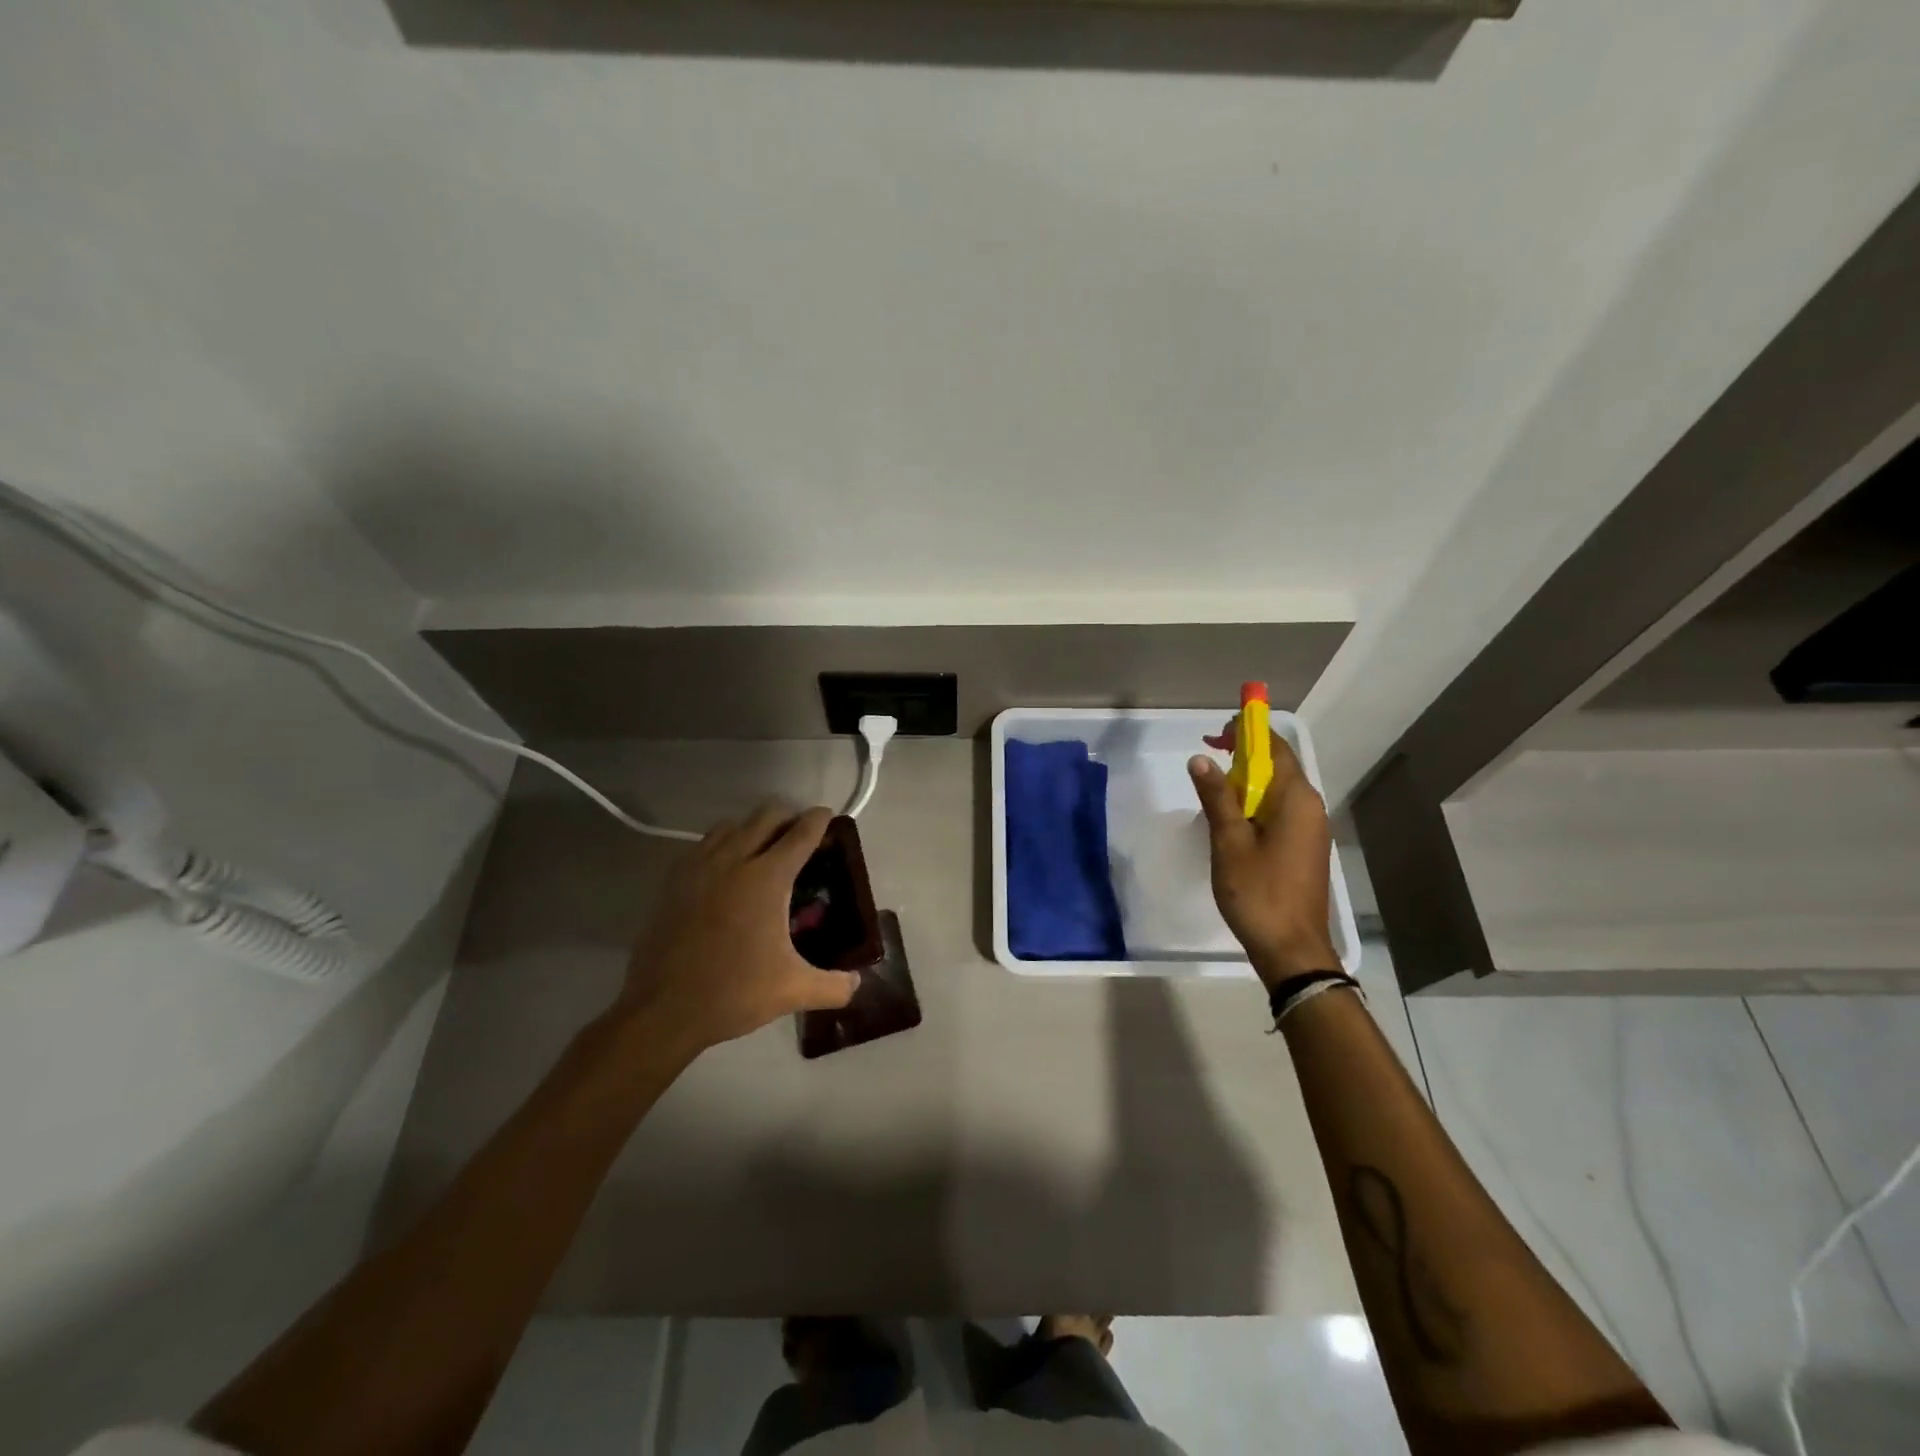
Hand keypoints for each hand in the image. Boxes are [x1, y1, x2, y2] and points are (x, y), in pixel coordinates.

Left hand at [619, 803, 859, 1057]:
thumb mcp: (794, 991)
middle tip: (800, 832)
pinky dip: (721, 844)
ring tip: (763, 846)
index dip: (819, 820)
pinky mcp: (674, 882)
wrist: (663, 1010)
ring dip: (752, 827)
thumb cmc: (734, 992)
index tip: (828, 816)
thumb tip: (857, 983)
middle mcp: (734, 861)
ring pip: (731, 825)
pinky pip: (703, 845)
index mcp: (767, 878)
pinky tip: (725, 869)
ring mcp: (699, 867)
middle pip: (766, 816)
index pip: (801, 833)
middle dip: (788, 816)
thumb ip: (834, 986)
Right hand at [1189, 729, 1337, 988]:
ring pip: (1279, 789)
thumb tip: (1201, 759)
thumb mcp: (1228, 841)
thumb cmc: (1258, 892)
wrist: (1291, 948)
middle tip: (1208, 757)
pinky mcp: (1305, 847)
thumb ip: (1216, 796)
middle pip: (1279, 765)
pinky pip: (1281, 810)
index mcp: (1296, 799)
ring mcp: (1311, 828)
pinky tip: (1233, 819)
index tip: (1216, 733)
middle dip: (1244, 755)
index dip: (1247, 732)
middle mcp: (1311, 806)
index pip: (1275, 747)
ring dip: (1248, 780)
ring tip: (1214, 788)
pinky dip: (1256, 802)